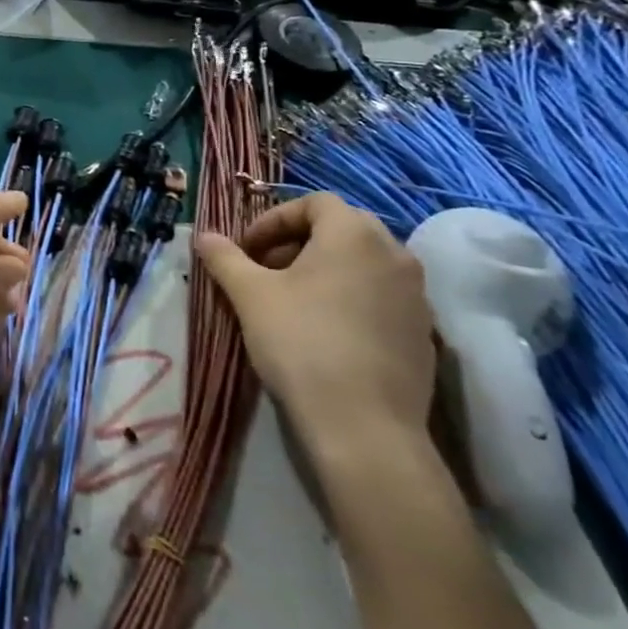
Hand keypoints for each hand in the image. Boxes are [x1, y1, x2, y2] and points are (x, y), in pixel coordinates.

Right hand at [194, 193, 434, 462]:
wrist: (364, 426)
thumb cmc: (302, 343)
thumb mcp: (250, 295)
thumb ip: (225, 258)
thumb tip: (203, 236)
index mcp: (354, 234)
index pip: (314, 202)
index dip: (274, 219)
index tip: (247, 249)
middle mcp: (395, 253)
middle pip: (342, 228)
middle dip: (299, 242)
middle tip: (266, 271)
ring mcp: (416, 295)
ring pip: (364, 263)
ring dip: (326, 269)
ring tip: (293, 301)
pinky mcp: (424, 332)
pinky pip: (382, 296)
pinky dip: (351, 297)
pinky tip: (326, 332)